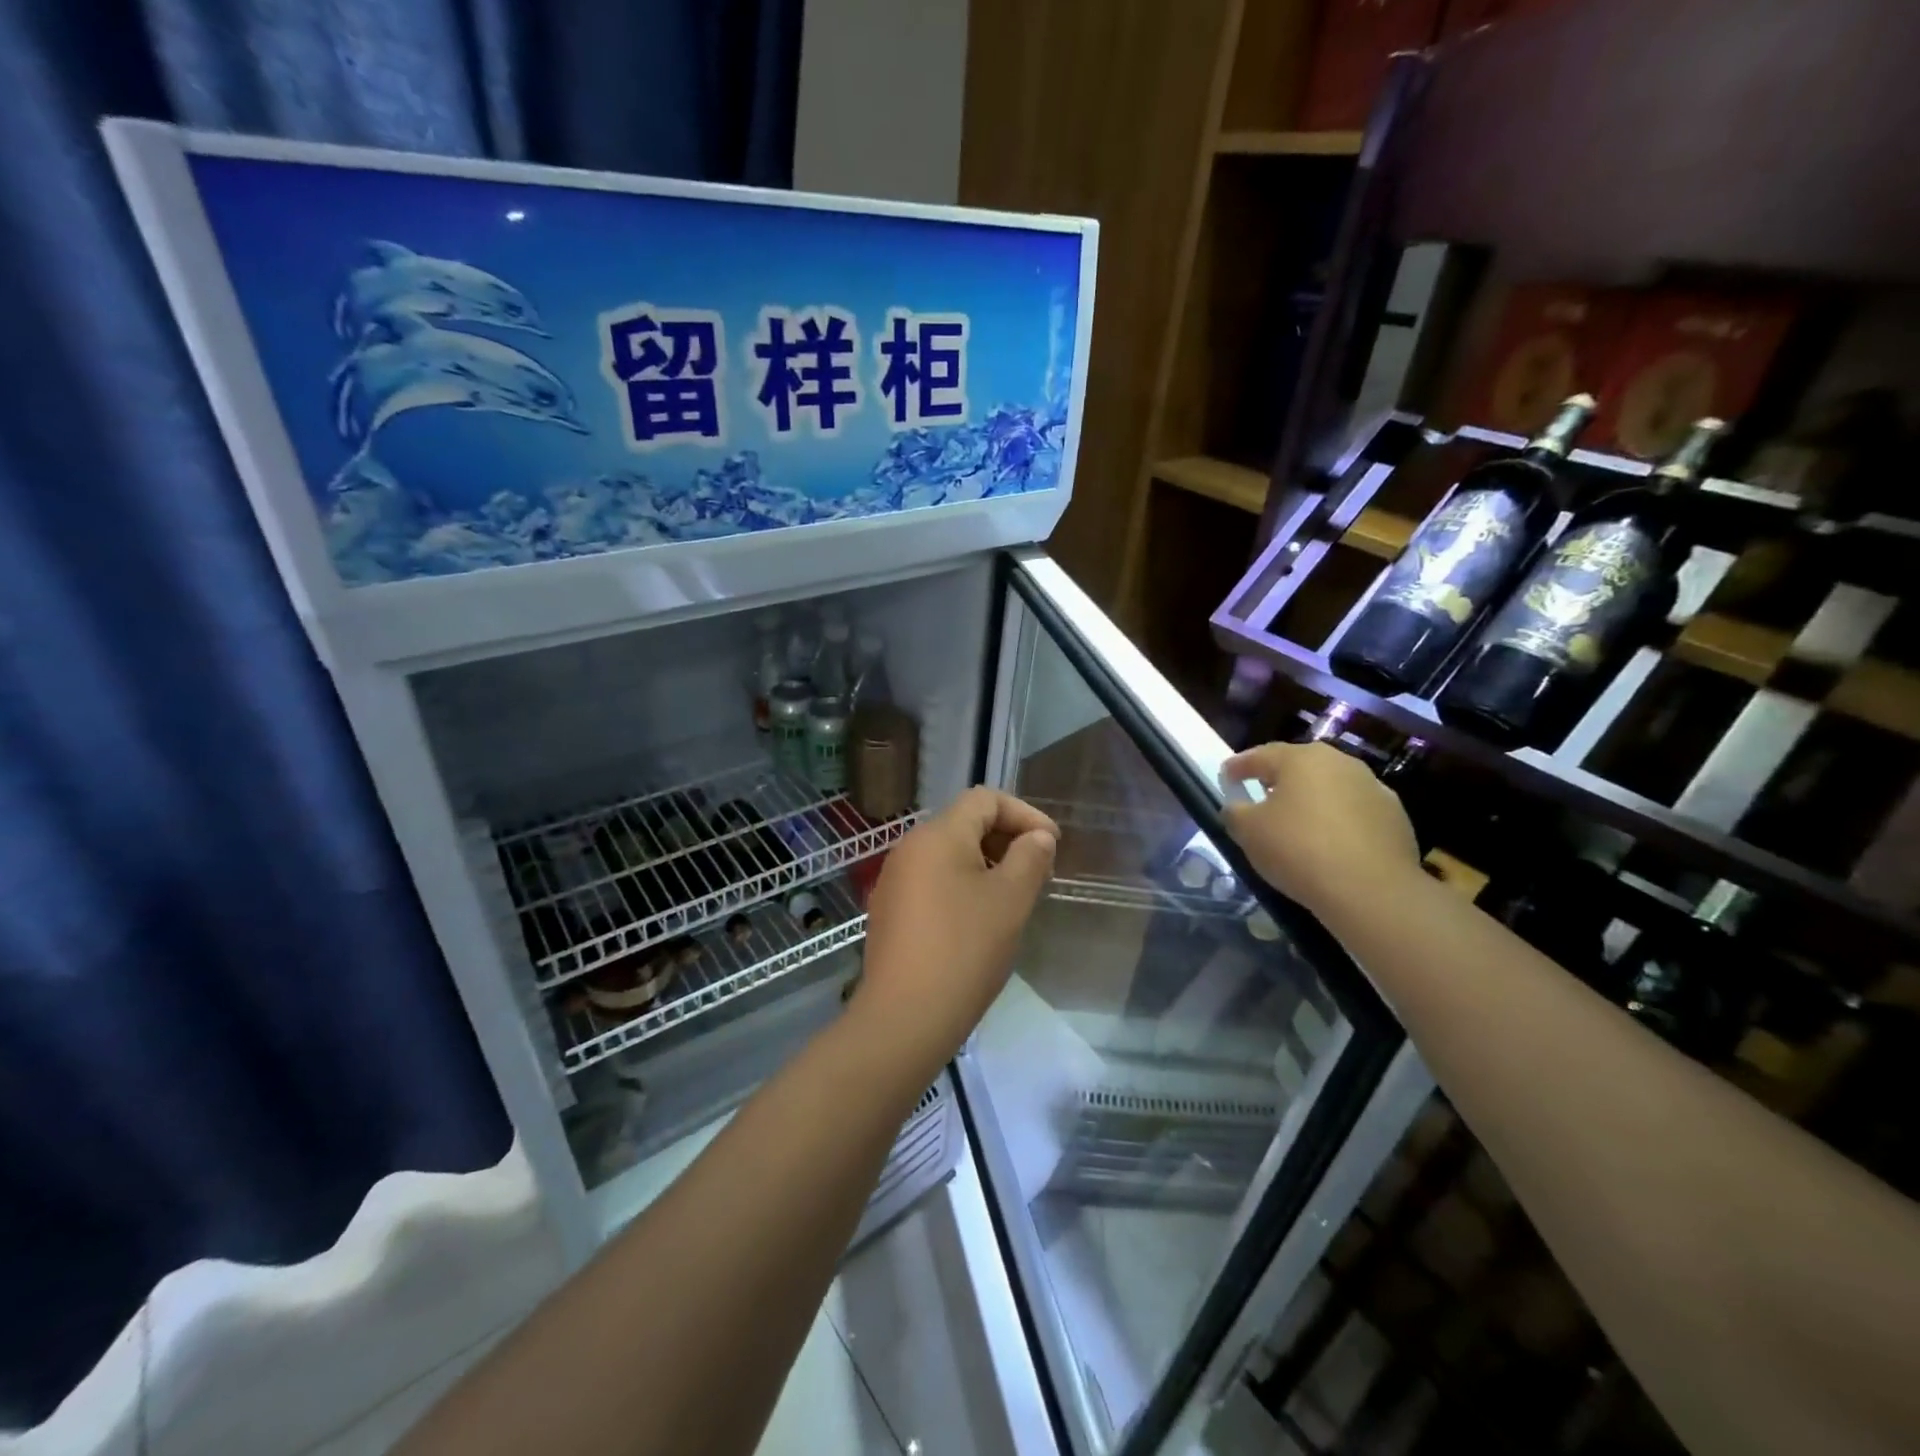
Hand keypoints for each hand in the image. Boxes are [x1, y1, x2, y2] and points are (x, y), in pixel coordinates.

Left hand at [856, 788, 1057, 1072]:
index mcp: (937, 835)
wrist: (904, 1017)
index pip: (985, 799)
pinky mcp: (890, 911)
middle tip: (1038, 874)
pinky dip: (963, 886)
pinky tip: (981, 921)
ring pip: (949, 855)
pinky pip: (933, 881)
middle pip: (965, 823)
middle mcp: (910, 848)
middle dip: (1007, 840)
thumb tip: (1037, 837)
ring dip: (987, 865)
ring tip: (1015, 898)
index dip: (1024, 814)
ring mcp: (895, 880)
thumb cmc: (965, 950)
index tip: (1052, 845)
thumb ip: (1030, 858)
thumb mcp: (1010, 900)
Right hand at [1222, 741, 1420, 922]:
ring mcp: (1373, 788)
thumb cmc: (1298, 850)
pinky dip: (1338, 820)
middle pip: (1300, 766)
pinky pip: (1355, 811)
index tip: (1225, 776)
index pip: (1260, 755)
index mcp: (1301, 759)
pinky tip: (1330, 842)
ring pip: (1330, 787)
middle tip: (1261, 794)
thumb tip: (1236, 806)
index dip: (1239, 766)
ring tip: (1297, 821)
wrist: (1371, 890)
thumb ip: (1235, 812)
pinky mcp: (1395, 816)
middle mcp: (1340, 763)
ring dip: (1311, 799)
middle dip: (1278, 778)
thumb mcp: (1248, 832)